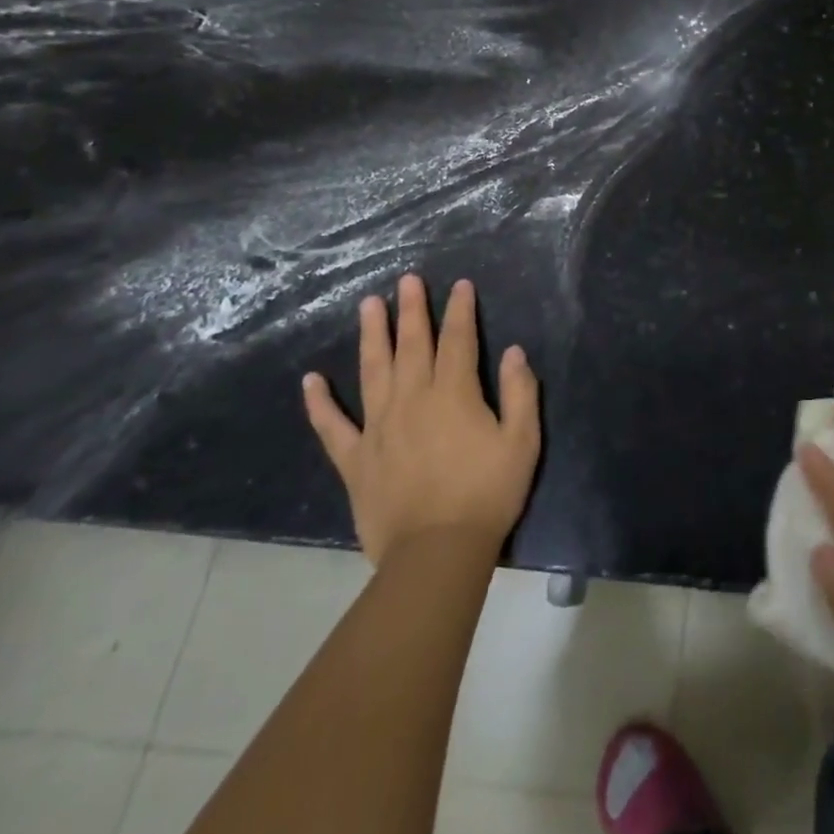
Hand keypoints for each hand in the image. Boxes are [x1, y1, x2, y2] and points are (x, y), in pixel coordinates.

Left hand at [303, 274, 540, 565]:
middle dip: (412, 310)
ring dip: (372, 335)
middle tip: (407, 279)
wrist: (436, 554)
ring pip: (372, 370)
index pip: (458, 340)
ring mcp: (378, 428)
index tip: (459, 285)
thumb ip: (519, 393)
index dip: (460, 310)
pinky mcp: (355, 459)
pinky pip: (332, 426)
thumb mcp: (522, 442)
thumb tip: (513, 352)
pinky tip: (311, 380)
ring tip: (368, 305)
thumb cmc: (487, 495)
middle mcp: (412, 400)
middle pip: (412, 345)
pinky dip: (320, 403)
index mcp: (453, 394)